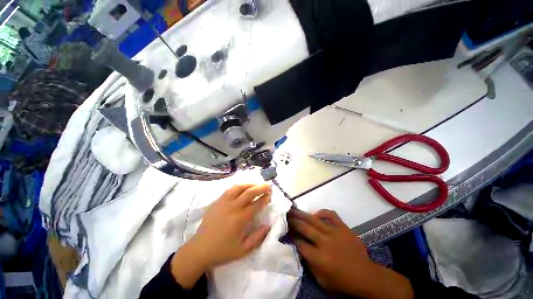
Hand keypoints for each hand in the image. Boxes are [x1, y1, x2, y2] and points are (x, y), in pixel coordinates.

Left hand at [171, 184, 271, 288]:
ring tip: (257, 185)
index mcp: (239, 219)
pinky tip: (243, 188)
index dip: (264, 198)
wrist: (200, 249)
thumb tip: (268, 225)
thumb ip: (258, 238)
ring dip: (250, 184)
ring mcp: (223, 202)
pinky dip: (239, 187)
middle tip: (268, 186)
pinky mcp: (217, 201)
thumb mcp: (243, 250)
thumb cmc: (222, 251)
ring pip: (239, 188)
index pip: (256, 204)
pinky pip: (230, 190)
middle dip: (260, 188)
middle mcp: (232, 207)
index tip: (270, 195)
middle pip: (249, 192)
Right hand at [289, 209, 413, 298]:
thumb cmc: (342, 281)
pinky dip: (322, 212)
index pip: (299, 243)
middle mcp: (324, 242)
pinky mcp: (343, 228)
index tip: (285, 232)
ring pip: (314, 219)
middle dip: (293, 221)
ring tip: (293, 209)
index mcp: (318, 257)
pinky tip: (316, 214)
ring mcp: (334, 232)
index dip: (291, 237)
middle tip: (284, 215)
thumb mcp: (321, 280)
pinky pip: (331, 215)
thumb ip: (309, 264)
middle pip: (304, 228)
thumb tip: (300, 249)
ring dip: (302, 214)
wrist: (365, 276)